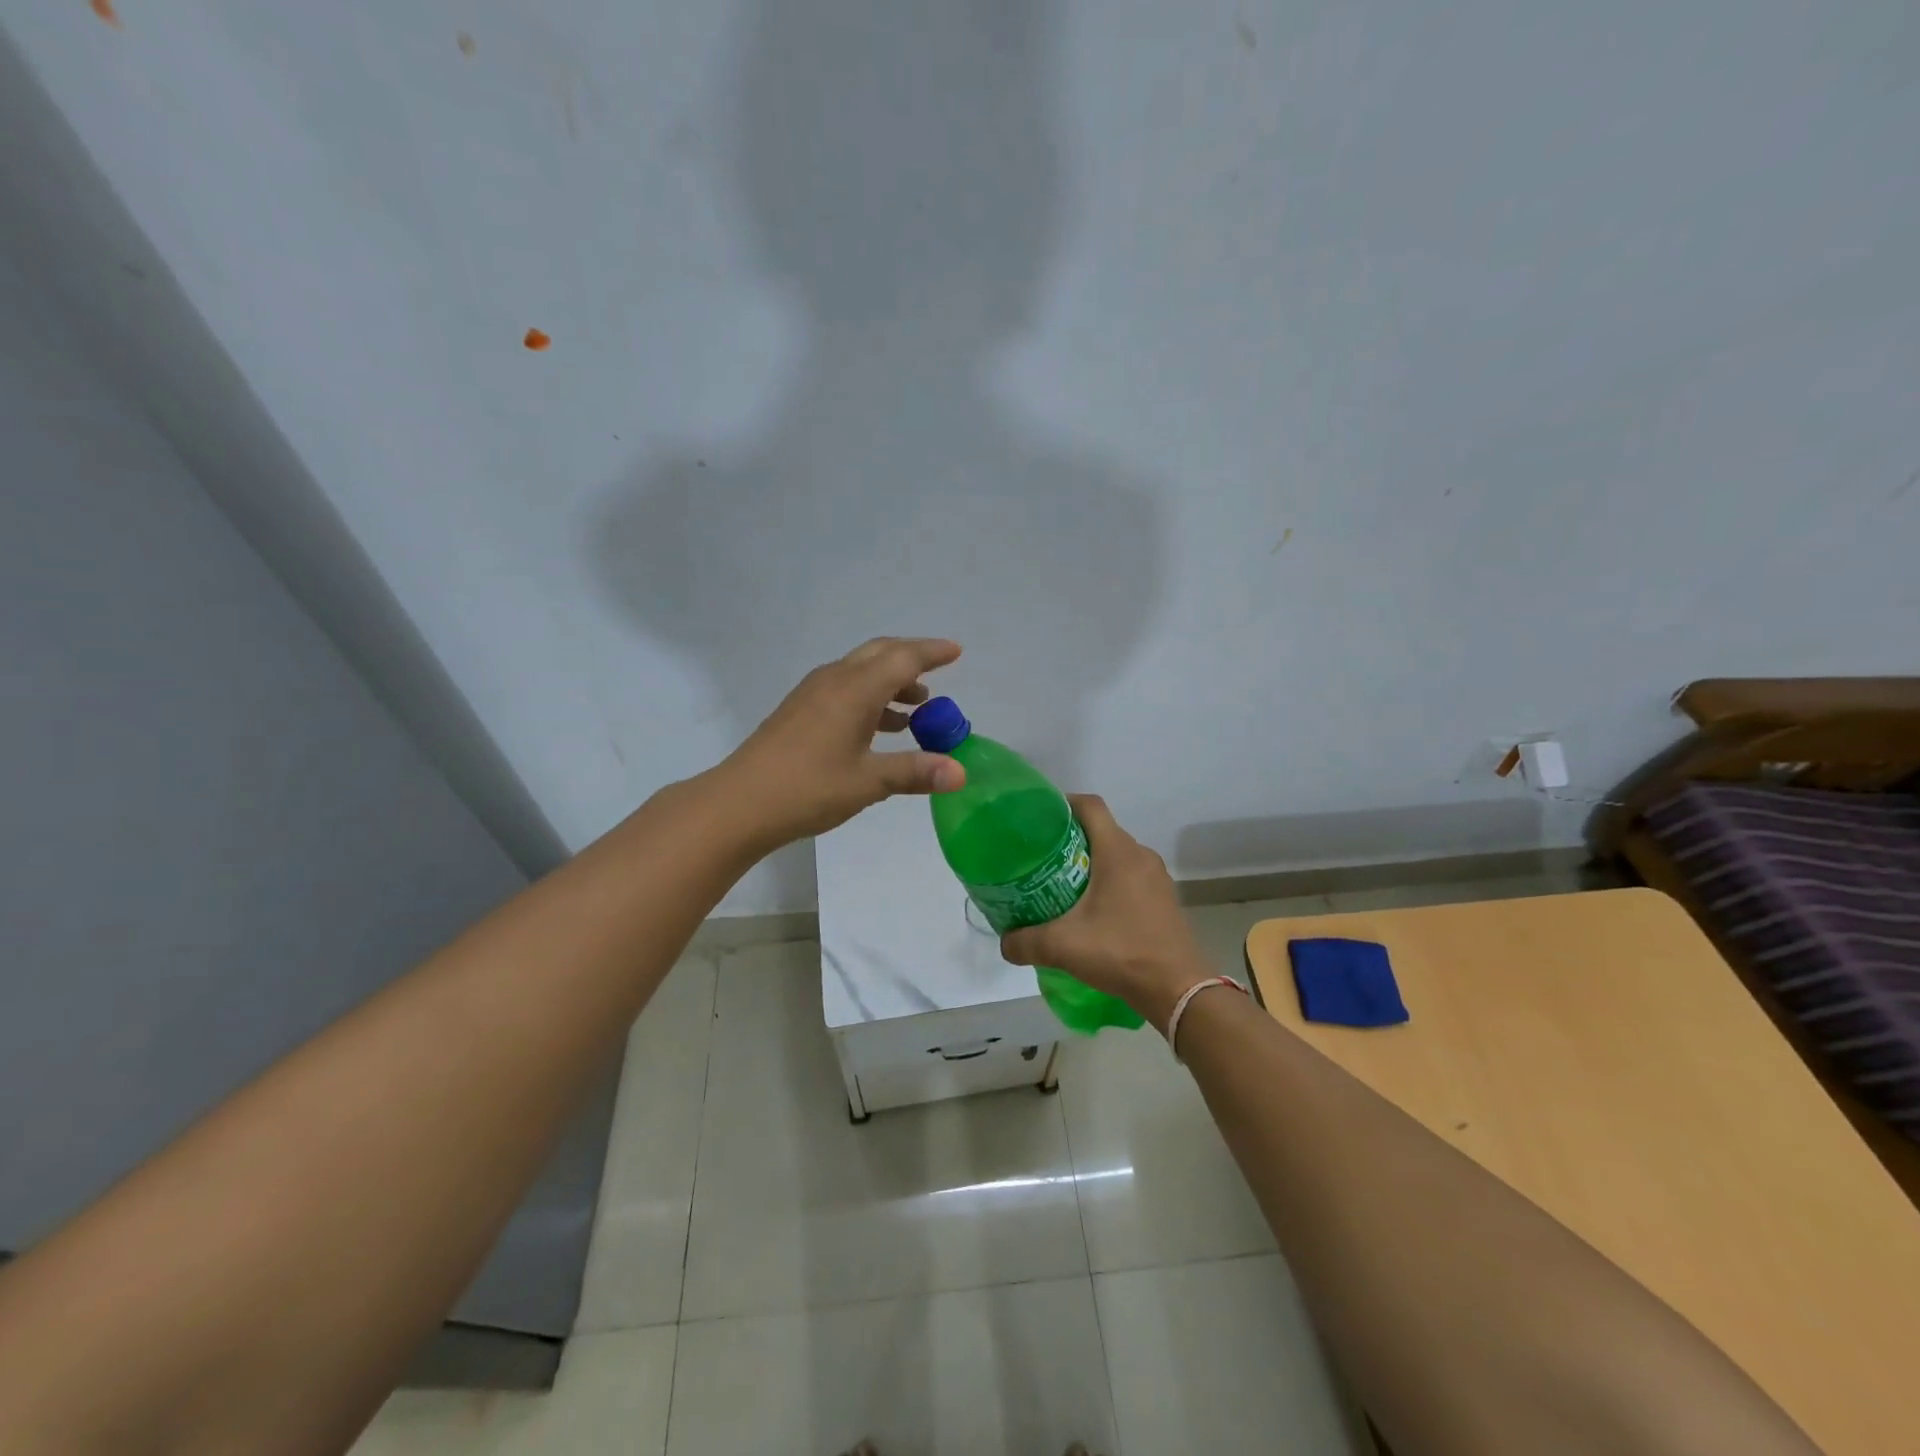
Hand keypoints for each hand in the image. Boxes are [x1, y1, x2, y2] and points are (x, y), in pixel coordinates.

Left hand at [718, 637, 966, 847]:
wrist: (740, 803)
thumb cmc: (809, 788)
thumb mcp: (868, 781)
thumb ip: (915, 772)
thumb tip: (960, 773)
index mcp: (855, 690)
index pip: (903, 659)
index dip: (932, 653)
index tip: (956, 651)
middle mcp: (834, 681)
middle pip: (880, 654)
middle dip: (911, 658)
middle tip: (939, 671)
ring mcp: (813, 694)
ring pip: (861, 672)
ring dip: (891, 682)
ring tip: (917, 709)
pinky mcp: (800, 711)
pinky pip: (845, 689)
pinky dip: (870, 698)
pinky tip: (880, 728)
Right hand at [999, 795, 1209, 1031]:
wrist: (1177, 989)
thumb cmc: (1121, 952)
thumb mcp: (1063, 947)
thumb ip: (1025, 942)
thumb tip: (1004, 943)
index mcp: (1118, 852)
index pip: (1090, 806)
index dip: (1063, 803)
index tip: (1039, 818)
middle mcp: (1140, 855)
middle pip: (1102, 830)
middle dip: (1071, 838)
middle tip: (1042, 857)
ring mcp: (1157, 877)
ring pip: (1117, 855)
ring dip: (1092, 862)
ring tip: (1063, 883)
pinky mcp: (1164, 899)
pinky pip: (1131, 876)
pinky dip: (1110, 882)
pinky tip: (1093, 910)